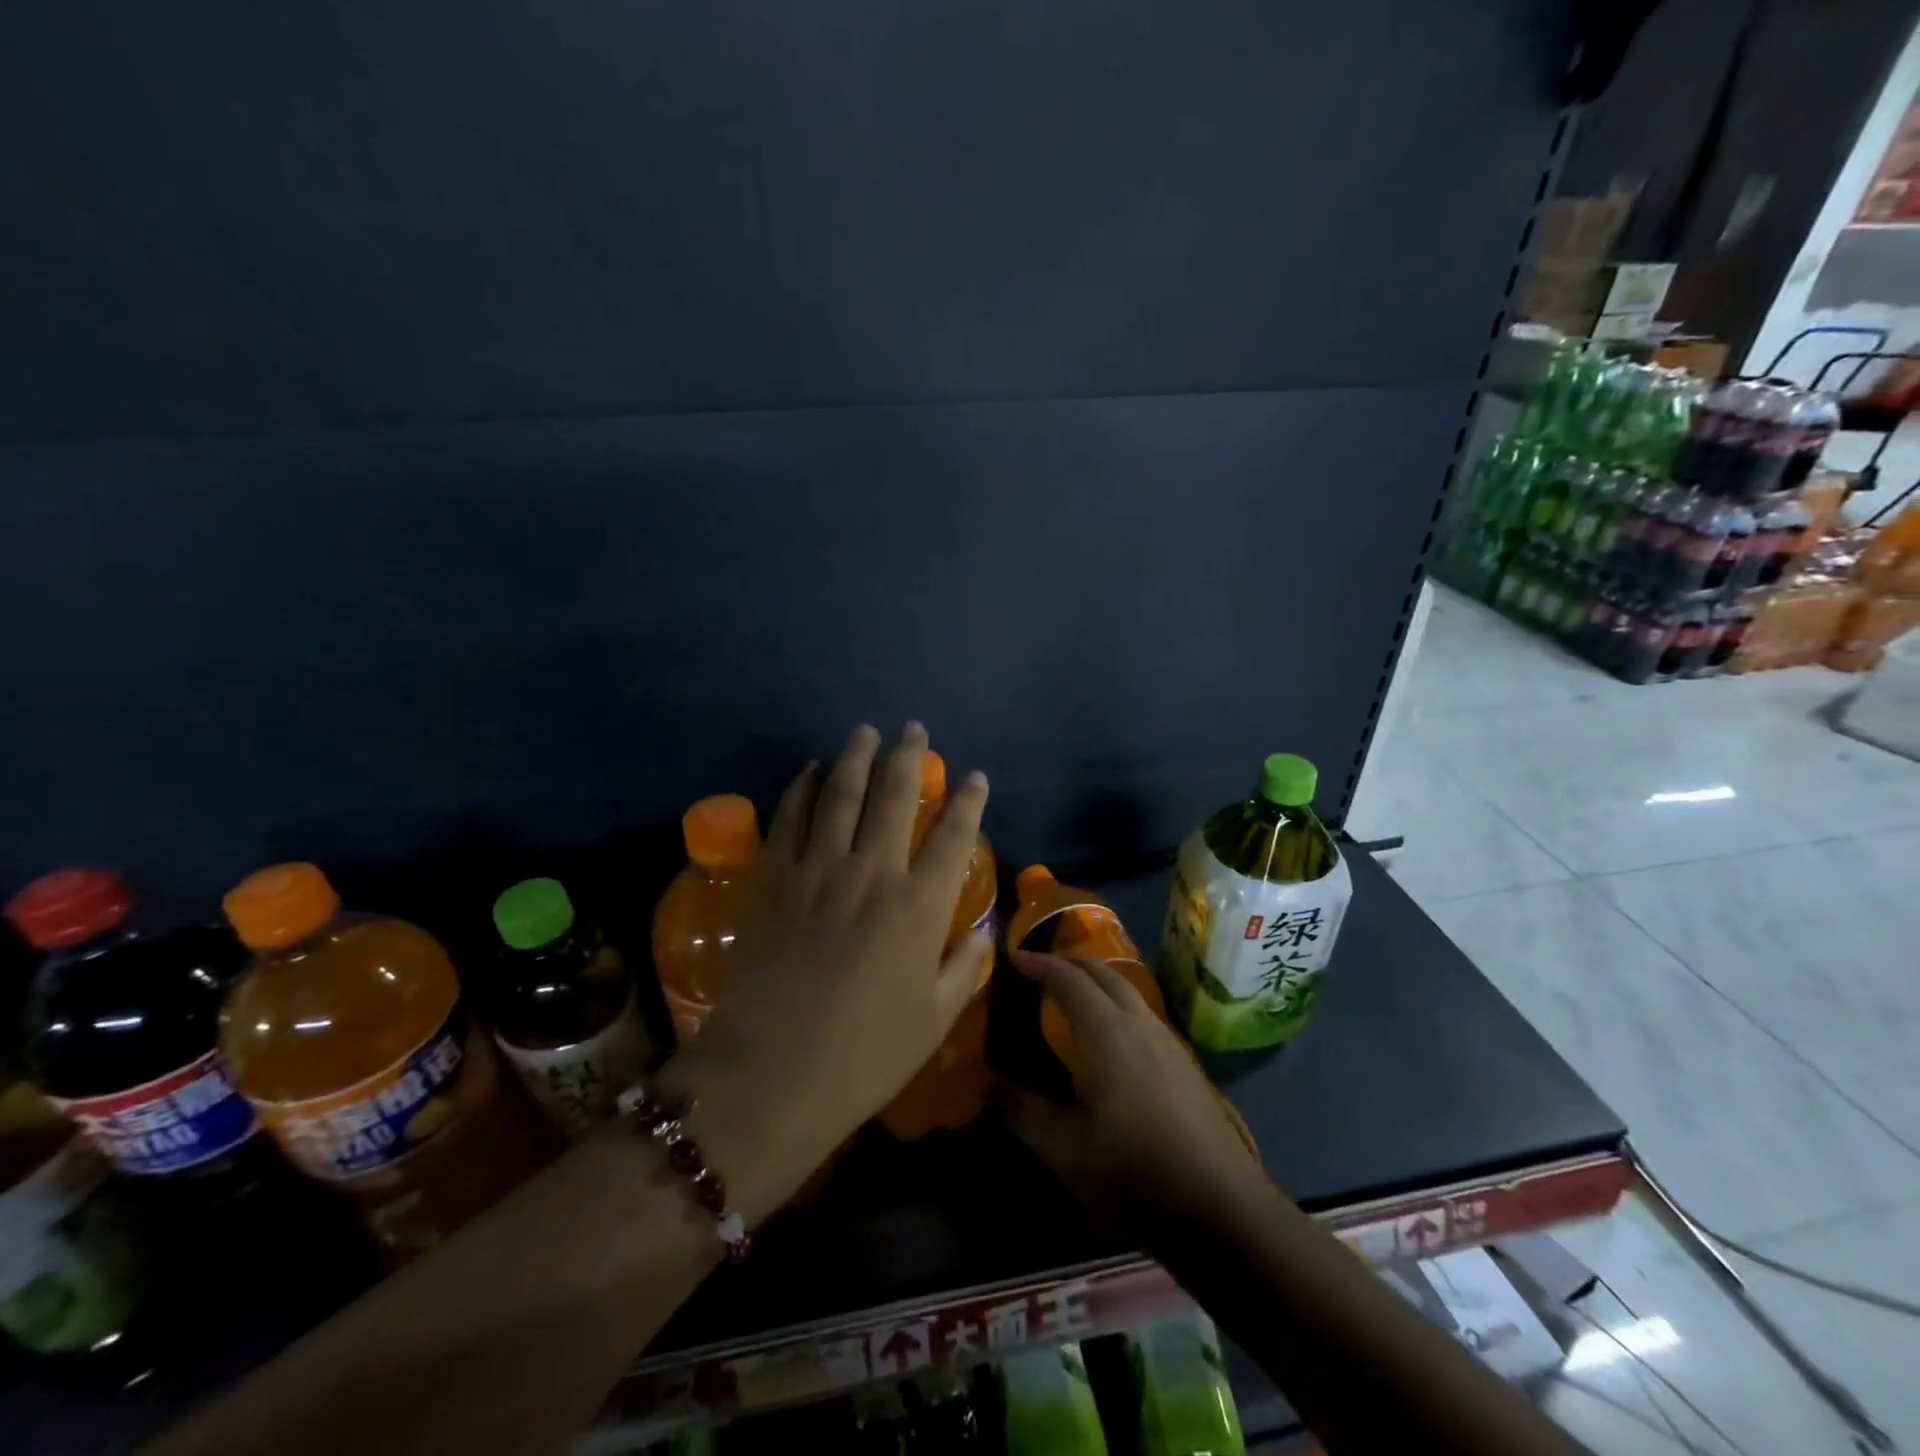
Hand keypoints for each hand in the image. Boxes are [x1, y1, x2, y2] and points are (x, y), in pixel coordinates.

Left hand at [671, 723, 991, 1220]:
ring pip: (841, 793)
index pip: (953, 836)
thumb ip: (963, 967)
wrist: (770, 1076)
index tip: (974, 777)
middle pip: (895, 796)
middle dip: (910, 756)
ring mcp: (818, 869)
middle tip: (914, 730)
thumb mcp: (933, 1020)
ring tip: (866, 732)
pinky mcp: (774, 878)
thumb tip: (981, 930)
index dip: (968, 801)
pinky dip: (803, 786)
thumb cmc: (863, 1056)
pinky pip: (791, 816)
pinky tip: (811, 770)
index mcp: (919, 907)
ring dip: (856, 756)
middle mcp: (872, 872)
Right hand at [1004, 950, 1263, 1239]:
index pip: (1067, 978)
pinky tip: (1110, 1036)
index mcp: (1105, 1030)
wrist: (1221, 1206)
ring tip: (1071, 993)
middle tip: (1040, 965)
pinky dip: (1117, 1003)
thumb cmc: (1133, 1170)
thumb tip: (986, 1083)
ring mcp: (1167, 1040)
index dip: (1038, 963)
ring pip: (1128, 990)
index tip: (1013, 957)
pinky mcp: (1184, 1063)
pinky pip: (1142, 1013)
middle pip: (1103, 971)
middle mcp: (1138, 1022)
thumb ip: (1021, 1111)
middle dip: (1069, 961)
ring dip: (1097, 980)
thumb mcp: (1063, 1149)